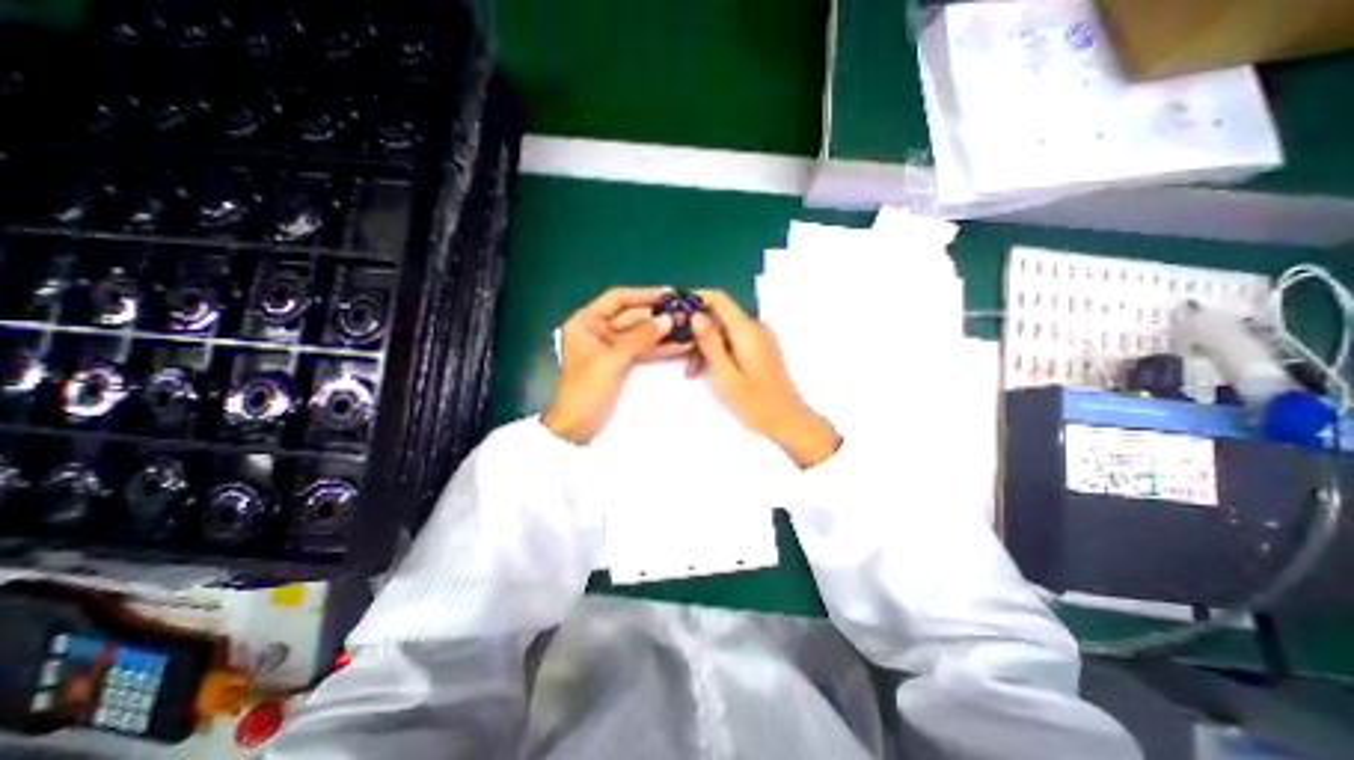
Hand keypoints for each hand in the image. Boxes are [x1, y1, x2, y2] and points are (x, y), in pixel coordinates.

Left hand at [543, 289, 688, 445]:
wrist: (576, 429)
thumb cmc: (585, 392)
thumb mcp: (612, 362)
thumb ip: (640, 338)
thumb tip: (668, 319)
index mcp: (586, 322)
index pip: (617, 299)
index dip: (643, 295)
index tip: (669, 294)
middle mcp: (598, 330)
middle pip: (632, 316)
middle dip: (658, 316)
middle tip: (686, 314)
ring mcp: (611, 347)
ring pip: (640, 334)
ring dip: (663, 333)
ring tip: (689, 328)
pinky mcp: (622, 363)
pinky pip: (642, 350)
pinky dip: (660, 349)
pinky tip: (680, 346)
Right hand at [692, 290, 841, 467]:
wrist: (788, 421)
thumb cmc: (756, 403)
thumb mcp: (726, 376)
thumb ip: (711, 343)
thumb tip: (695, 316)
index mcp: (747, 331)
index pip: (720, 299)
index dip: (696, 298)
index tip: (676, 309)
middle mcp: (755, 329)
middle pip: (720, 315)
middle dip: (697, 330)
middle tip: (680, 352)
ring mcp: (759, 339)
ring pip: (724, 329)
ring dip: (705, 344)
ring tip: (692, 370)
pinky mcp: (759, 349)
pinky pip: (733, 340)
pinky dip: (718, 350)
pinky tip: (707, 369)